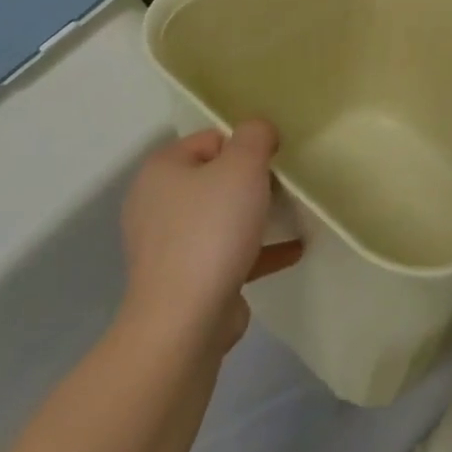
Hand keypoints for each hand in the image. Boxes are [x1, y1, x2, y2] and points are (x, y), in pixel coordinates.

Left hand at [119, 121, 303, 351]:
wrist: (185, 320)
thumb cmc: (212, 230)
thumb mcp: (243, 167)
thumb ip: (255, 136)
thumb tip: (259, 130)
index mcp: (162, 170)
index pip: (210, 139)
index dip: (245, 145)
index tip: (273, 160)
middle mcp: (157, 204)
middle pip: (215, 178)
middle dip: (252, 181)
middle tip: (284, 187)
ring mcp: (169, 245)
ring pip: (221, 218)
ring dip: (256, 216)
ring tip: (293, 215)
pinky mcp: (185, 279)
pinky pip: (227, 253)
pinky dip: (258, 249)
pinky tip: (294, 250)